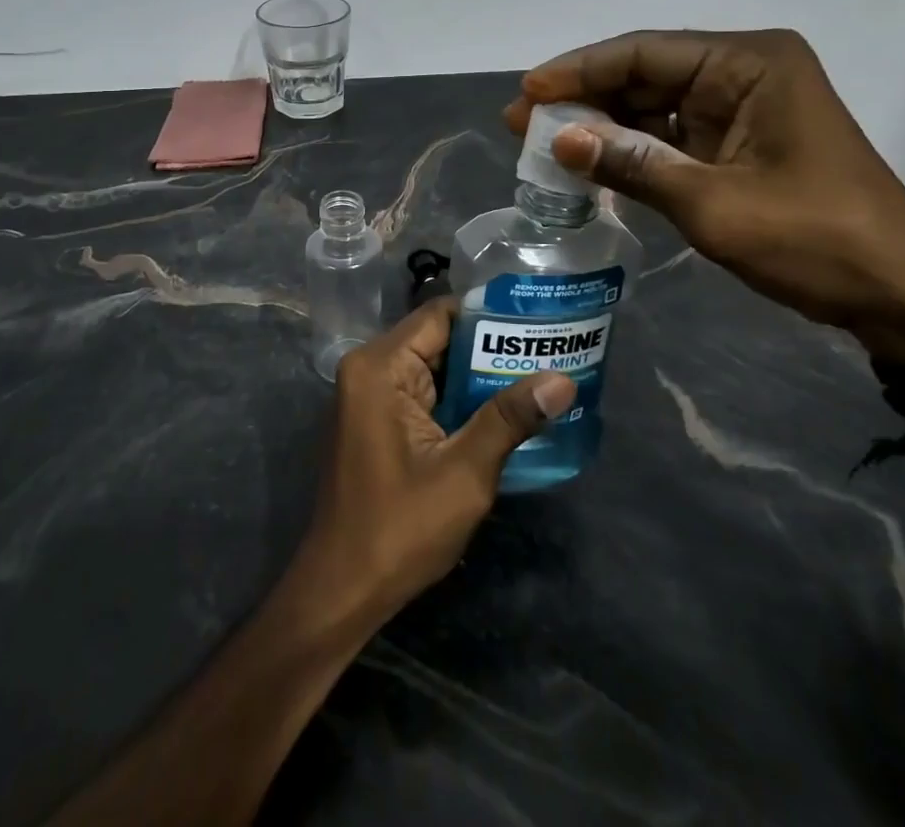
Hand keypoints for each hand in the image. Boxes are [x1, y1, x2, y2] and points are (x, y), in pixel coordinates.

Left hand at [294, 299, 575, 624]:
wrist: (342, 591)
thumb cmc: (398, 530)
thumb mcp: (464, 474)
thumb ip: (509, 418)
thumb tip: (562, 380)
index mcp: (380, 367)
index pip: (441, 314)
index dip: (489, 316)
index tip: (536, 323)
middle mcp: (369, 368)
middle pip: (437, 338)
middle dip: (489, 347)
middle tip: (547, 351)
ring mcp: (369, 395)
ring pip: (433, 366)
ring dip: (477, 376)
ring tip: (537, 376)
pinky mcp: (376, 420)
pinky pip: (423, 392)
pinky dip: (458, 398)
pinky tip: (502, 410)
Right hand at [505, 29, 904, 363]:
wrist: (898, 295)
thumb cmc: (816, 241)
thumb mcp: (714, 204)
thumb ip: (633, 165)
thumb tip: (561, 139)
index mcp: (750, 63)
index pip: (646, 52)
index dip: (580, 70)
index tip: (529, 91)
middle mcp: (744, 71)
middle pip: (645, 73)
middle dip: (584, 98)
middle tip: (523, 121)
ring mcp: (741, 108)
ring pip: (653, 104)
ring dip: (601, 124)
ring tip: (543, 142)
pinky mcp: (737, 142)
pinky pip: (670, 133)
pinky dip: (630, 148)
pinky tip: (588, 160)